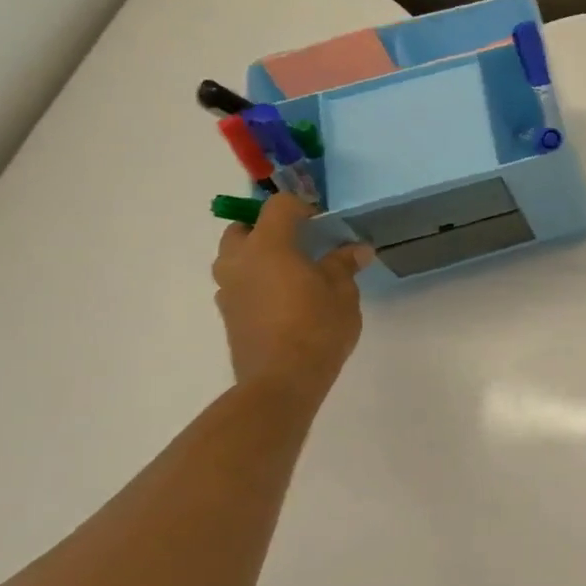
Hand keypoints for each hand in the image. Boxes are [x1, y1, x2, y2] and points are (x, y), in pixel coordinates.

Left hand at [212, 195, 372, 393]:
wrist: (282, 379)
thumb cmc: (318, 327)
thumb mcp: (343, 292)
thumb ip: (344, 265)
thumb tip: (357, 248)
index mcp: (268, 246)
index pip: (278, 206)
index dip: (302, 208)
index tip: (324, 225)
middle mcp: (239, 260)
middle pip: (244, 228)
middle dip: (269, 229)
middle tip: (302, 245)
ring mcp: (228, 288)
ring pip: (236, 257)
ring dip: (259, 256)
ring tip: (293, 274)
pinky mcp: (228, 312)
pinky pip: (239, 283)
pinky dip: (257, 281)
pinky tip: (285, 301)